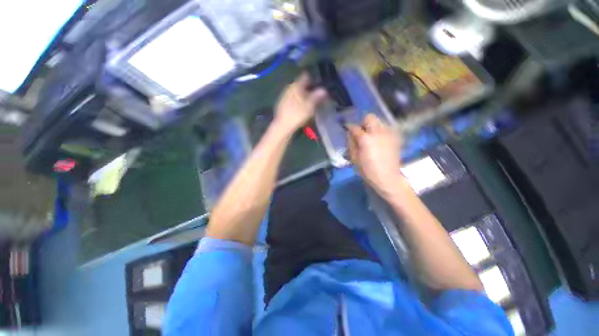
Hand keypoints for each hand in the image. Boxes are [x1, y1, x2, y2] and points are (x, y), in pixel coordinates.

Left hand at [273, 73, 326, 134]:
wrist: (283, 126)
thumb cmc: (297, 115)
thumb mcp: (310, 106)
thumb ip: (317, 97)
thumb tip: (324, 90)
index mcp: (296, 85)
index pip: (306, 77)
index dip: (313, 80)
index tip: (319, 86)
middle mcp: (289, 88)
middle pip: (300, 85)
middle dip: (308, 89)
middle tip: (316, 96)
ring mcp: (284, 96)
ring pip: (296, 92)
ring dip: (302, 96)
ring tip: (309, 103)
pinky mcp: (282, 104)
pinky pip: (292, 99)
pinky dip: (297, 101)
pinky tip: (300, 109)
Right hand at [346, 114, 404, 195]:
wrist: (387, 177)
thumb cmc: (367, 170)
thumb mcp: (354, 158)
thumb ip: (351, 143)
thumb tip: (350, 134)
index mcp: (365, 139)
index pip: (354, 127)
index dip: (349, 127)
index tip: (347, 129)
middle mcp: (378, 132)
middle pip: (370, 117)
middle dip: (363, 123)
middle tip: (362, 133)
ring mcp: (388, 134)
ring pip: (379, 122)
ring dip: (373, 127)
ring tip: (372, 138)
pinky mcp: (395, 138)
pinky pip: (387, 129)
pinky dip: (381, 132)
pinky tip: (380, 142)